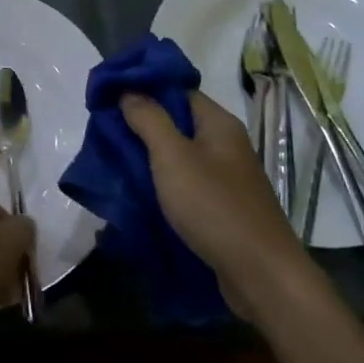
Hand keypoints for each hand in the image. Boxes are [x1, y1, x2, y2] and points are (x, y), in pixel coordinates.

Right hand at [121, 92, 310, 319]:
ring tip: (112, 160)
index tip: (108, 95)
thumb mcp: (173, 157)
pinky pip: (185, 184)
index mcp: (218, 123)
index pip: (177, 90)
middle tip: (103, 131)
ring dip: (148, 157)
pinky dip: (162, 184)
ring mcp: (225, 177)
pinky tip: (137, 192)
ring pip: (179, 156)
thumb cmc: (214, 207)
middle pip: (177, 122)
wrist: (260, 273)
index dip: (143, 88)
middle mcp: (224, 144)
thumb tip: (128, 90)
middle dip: (140, 125)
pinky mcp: (220, 206)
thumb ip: (149, 120)